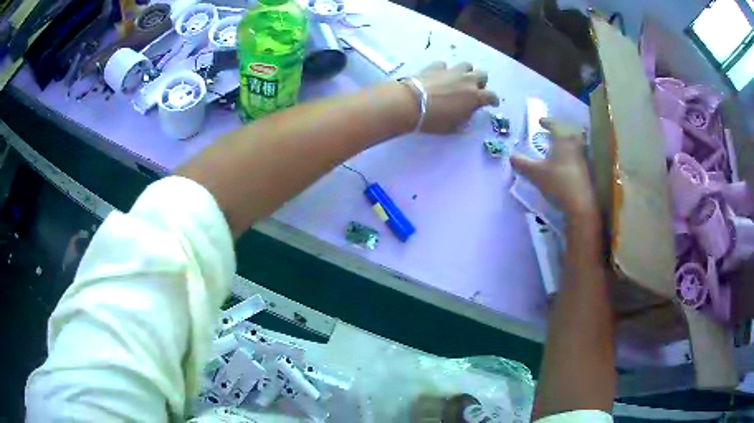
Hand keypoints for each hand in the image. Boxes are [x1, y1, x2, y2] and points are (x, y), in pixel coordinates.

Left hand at [412, 62, 499, 132]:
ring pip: (466, 65)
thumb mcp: (454, 126)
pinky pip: (444, 65)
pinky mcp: (435, 66)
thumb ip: (464, 117)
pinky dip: (444, 70)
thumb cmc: (435, 120)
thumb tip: (467, 111)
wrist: (412, 103)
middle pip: (482, 75)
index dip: (493, 100)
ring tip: (459, 79)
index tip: (493, 103)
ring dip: (466, 72)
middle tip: (474, 89)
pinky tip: (439, 76)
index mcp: (475, 97)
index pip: (491, 96)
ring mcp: (451, 71)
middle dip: (481, 82)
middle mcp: (467, 80)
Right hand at [510, 118, 597, 216]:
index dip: (547, 121)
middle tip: (552, 132)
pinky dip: (571, 153)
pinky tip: (566, 161)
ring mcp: (582, 157)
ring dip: (567, 140)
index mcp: (563, 140)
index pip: (556, 124)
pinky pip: (578, 154)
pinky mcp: (586, 169)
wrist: (580, 203)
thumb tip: (511, 156)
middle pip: (569, 130)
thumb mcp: (535, 173)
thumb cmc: (557, 183)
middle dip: (560, 129)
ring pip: (575, 142)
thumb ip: (522, 163)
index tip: (540, 122)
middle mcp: (574, 145)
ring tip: (558, 146)